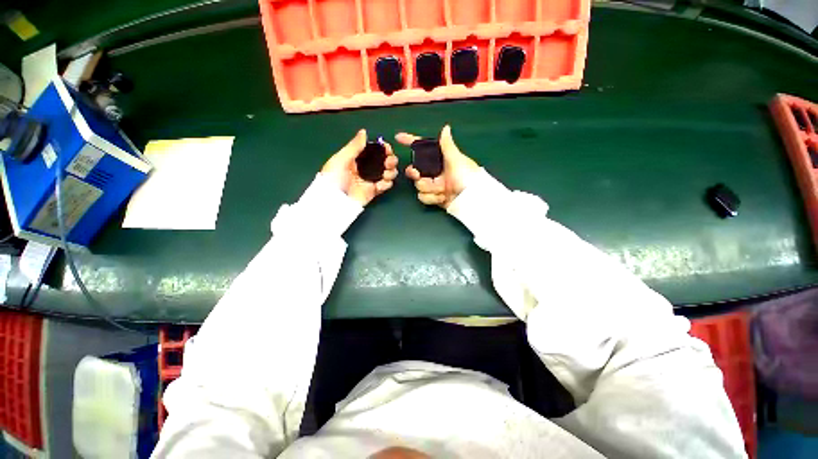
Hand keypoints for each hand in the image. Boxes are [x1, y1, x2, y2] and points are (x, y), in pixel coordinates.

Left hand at [322, 129, 398, 205]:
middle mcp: (366, 168)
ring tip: (385, 174)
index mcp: (357, 158)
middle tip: (388, 162)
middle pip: (385, 161)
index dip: (383, 148)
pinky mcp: (374, 191)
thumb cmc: (334, 177)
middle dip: (390, 160)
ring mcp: (371, 180)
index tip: (387, 148)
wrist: (334, 200)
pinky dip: (387, 183)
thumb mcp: (341, 159)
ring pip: (388, 172)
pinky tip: (380, 184)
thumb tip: (364, 131)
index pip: (374, 150)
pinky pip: (386, 185)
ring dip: (391, 171)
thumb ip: (354, 146)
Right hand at [397, 125, 478, 207]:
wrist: (471, 199)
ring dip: (429, 188)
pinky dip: (432, 198)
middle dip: (414, 173)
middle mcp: (435, 172)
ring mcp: (433, 185)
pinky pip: (423, 197)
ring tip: (442, 190)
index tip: (398, 137)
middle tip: (417, 174)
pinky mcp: (433, 197)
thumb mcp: (457, 160)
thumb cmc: (466, 176)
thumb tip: (446, 128)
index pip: (423, 149)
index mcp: (440, 160)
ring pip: (418, 185)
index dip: (411, 142)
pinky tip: (442, 197)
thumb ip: (447, 145)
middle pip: (415, 170)